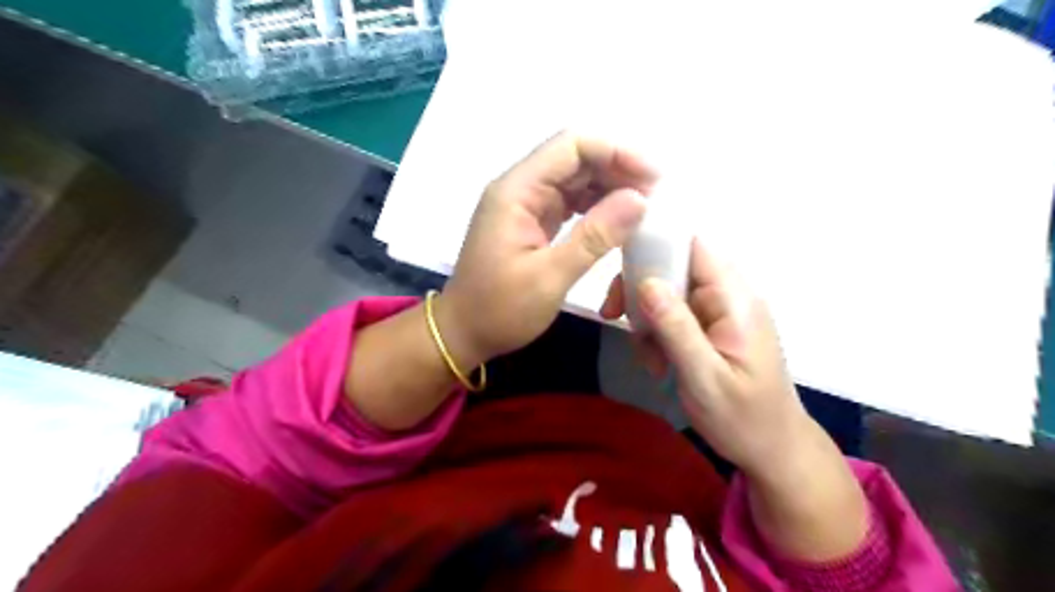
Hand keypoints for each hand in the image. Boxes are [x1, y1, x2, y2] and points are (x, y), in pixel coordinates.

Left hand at [435, 131, 652, 366]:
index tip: (653, 177)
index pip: (571, 147)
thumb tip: (639, 199)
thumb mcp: (550, 277)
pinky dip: (596, 206)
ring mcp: (525, 205)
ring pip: (574, 179)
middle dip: (617, 169)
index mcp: (517, 192)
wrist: (463, 332)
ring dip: (609, 187)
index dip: (616, 152)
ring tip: (644, 207)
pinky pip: (569, 202)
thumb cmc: (499, 310)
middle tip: (656, 195)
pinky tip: (618, 219)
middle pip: (574, 159)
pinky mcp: (531, 222)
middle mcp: (520, 189)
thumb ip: (595, 236)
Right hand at [601, 239, 809, 477]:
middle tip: (615, 317)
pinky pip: (673, 315)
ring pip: (667, 293)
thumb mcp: (705, 377)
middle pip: (673, 268)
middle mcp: (729, 296)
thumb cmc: (743, 419)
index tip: (621, 275)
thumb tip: (646, 281)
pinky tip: (658, 363)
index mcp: (736, 300)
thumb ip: (677, 328)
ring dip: (647, 320)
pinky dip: (657, 334)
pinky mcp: (711, 327)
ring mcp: (720, 312)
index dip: (655, 248)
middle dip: (641, 291)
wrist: (772, 450)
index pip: (693, 248)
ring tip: (649, 358)